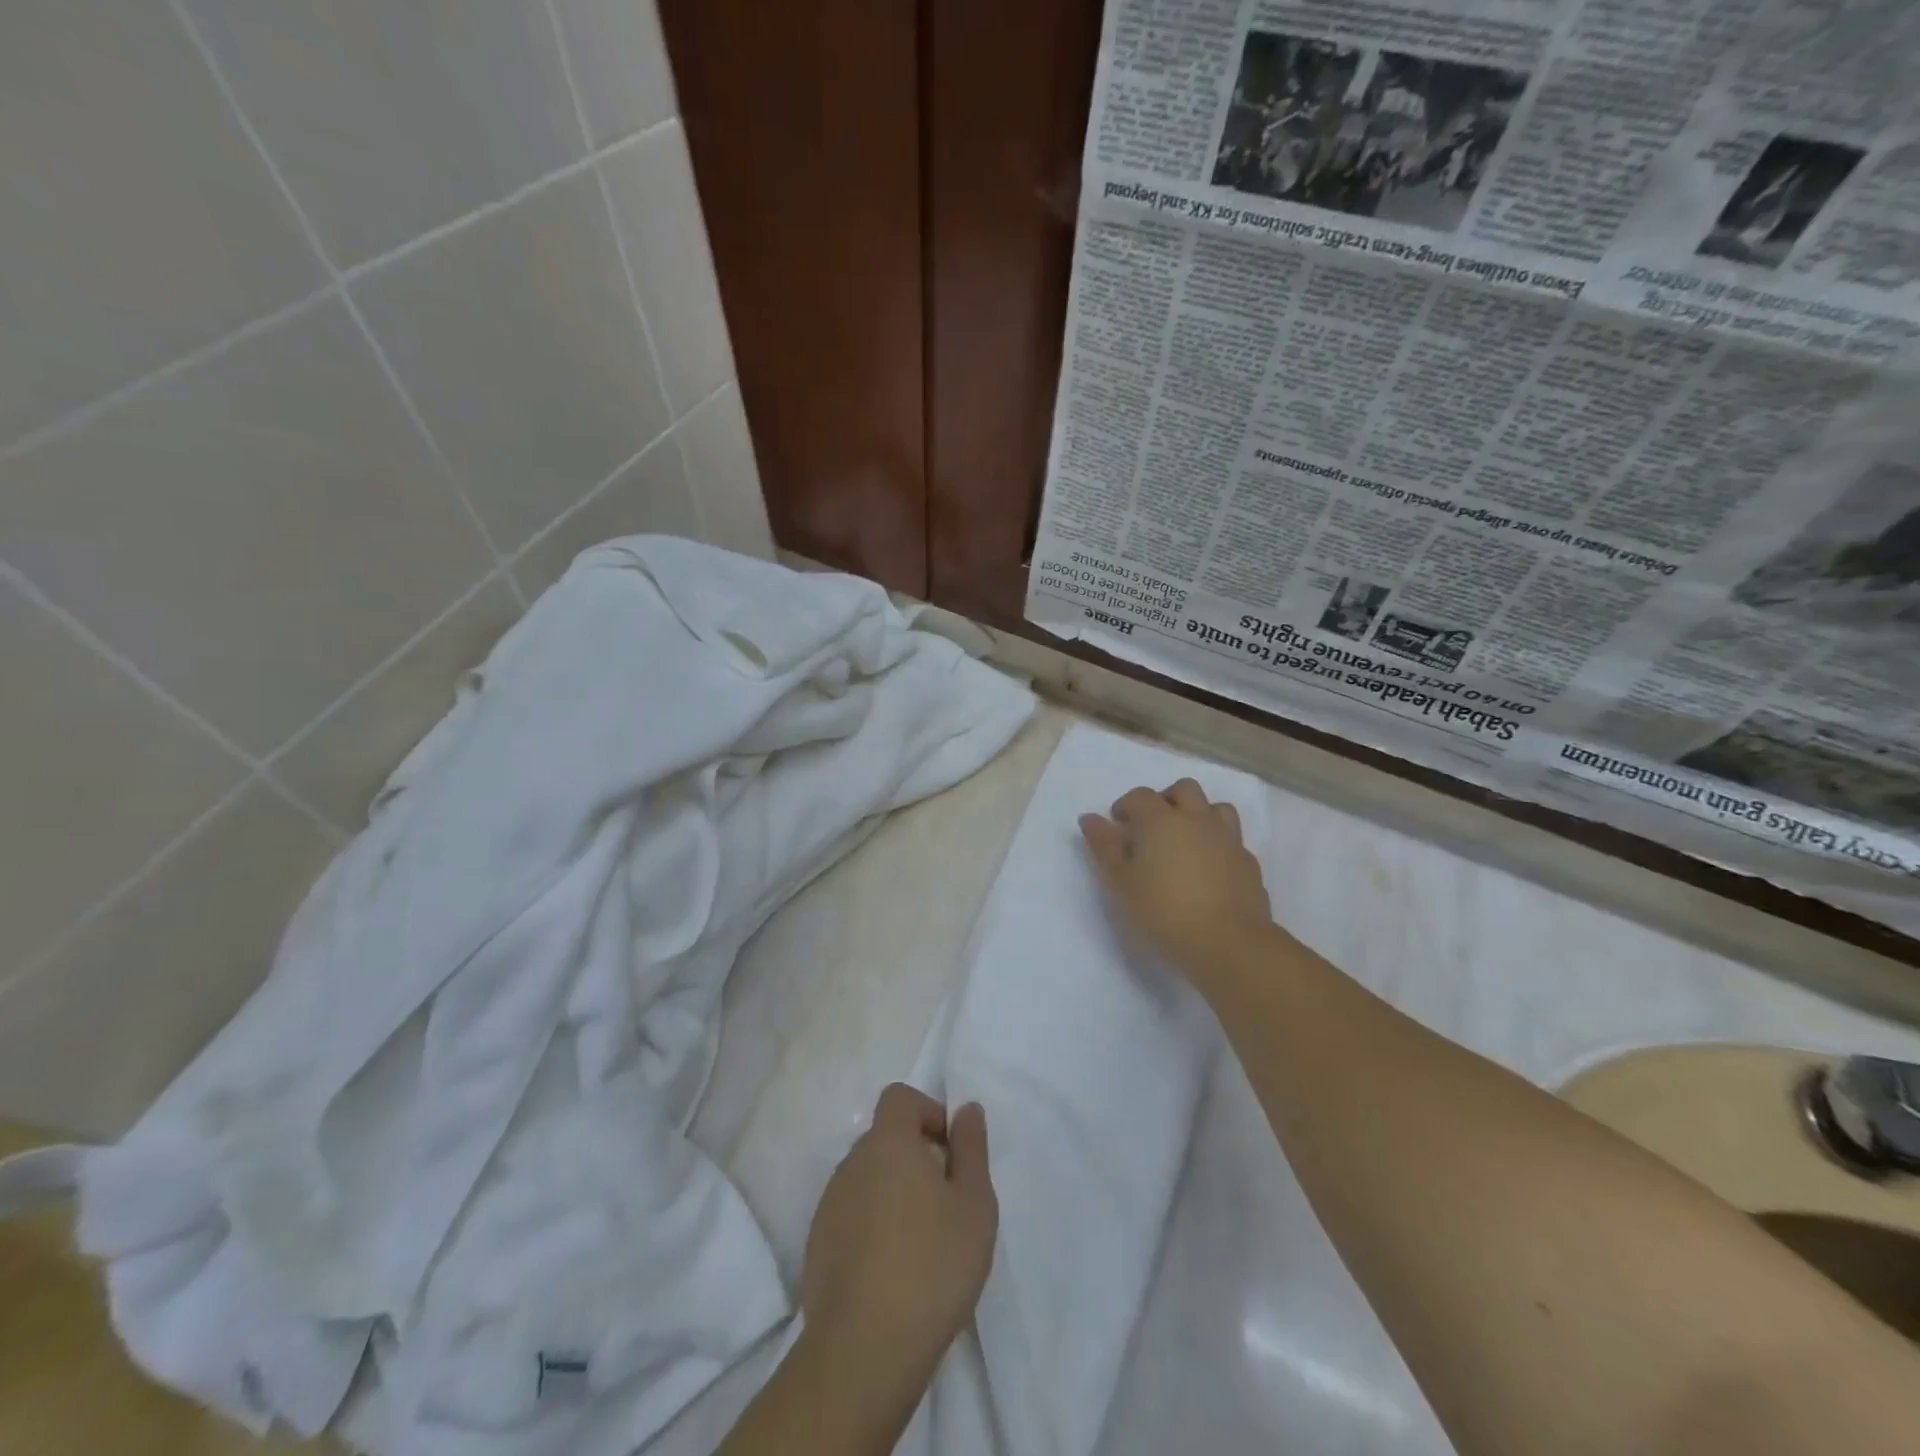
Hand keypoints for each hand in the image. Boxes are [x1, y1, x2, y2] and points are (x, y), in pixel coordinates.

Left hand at [801, 1084, 997, 1396]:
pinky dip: (872, 1226)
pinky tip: (892, 1271)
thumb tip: (966, 1109)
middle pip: (884, 1138)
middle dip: (915, 1156)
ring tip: (921, 1242)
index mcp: (888, 1143)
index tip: (950, 1151)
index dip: (927, 1112)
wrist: (864, 1350)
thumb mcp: (974, 1204)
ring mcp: (829, 1205)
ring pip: (868, 1178)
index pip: (900, 1098)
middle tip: (945, 1202)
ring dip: (893, 1193)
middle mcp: (852, 1162)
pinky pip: (851, 1215)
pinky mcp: (817, 1246)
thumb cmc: (932, 1266)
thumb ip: (971, 1148)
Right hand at [1079, 778, 1273, 981]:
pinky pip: (1232, 840)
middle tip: (1153, 827)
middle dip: (1166, 799)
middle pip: (1184, 790)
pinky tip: (1210, 868)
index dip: (1126, 806)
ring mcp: (1228, 839)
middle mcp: (1197, 820)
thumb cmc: (1163, 911)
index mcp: (1161, 821)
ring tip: (1186, 841)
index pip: (1141, 796)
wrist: (1227, 942)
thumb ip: (1105, 847)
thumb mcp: (1121, 883)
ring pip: (1216, 808)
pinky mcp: (1249, 862)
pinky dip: (1218, 844)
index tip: (1118, 826)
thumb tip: (1089, 818)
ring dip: (1199, 815)